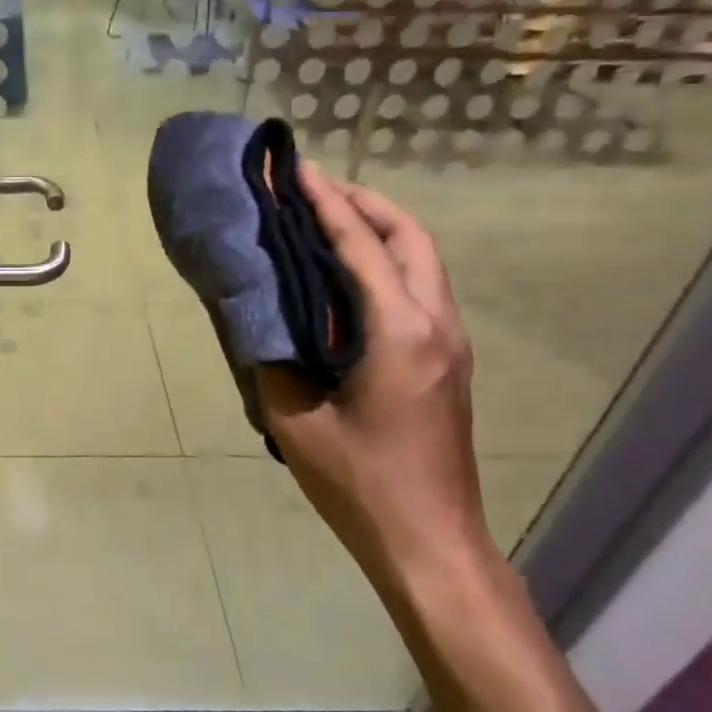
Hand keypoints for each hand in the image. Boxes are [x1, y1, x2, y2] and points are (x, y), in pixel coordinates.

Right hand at [257, 162, 490, 596]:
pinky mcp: (448, 363)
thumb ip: (274, 360)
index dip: (326, 204)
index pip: (361, 247)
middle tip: (316, 189)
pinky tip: (351, 277)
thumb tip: (261, 319)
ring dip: (381, 230)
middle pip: (411, 238)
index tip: (297, 171)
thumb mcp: (296, 421)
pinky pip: (422, 289)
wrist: (429, 540)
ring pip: (423, 261)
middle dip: (365, 202)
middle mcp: (435, 325)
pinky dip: (389, 262)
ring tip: (331, 221)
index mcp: (399, 332)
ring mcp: (450, 344)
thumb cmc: (360, 482)